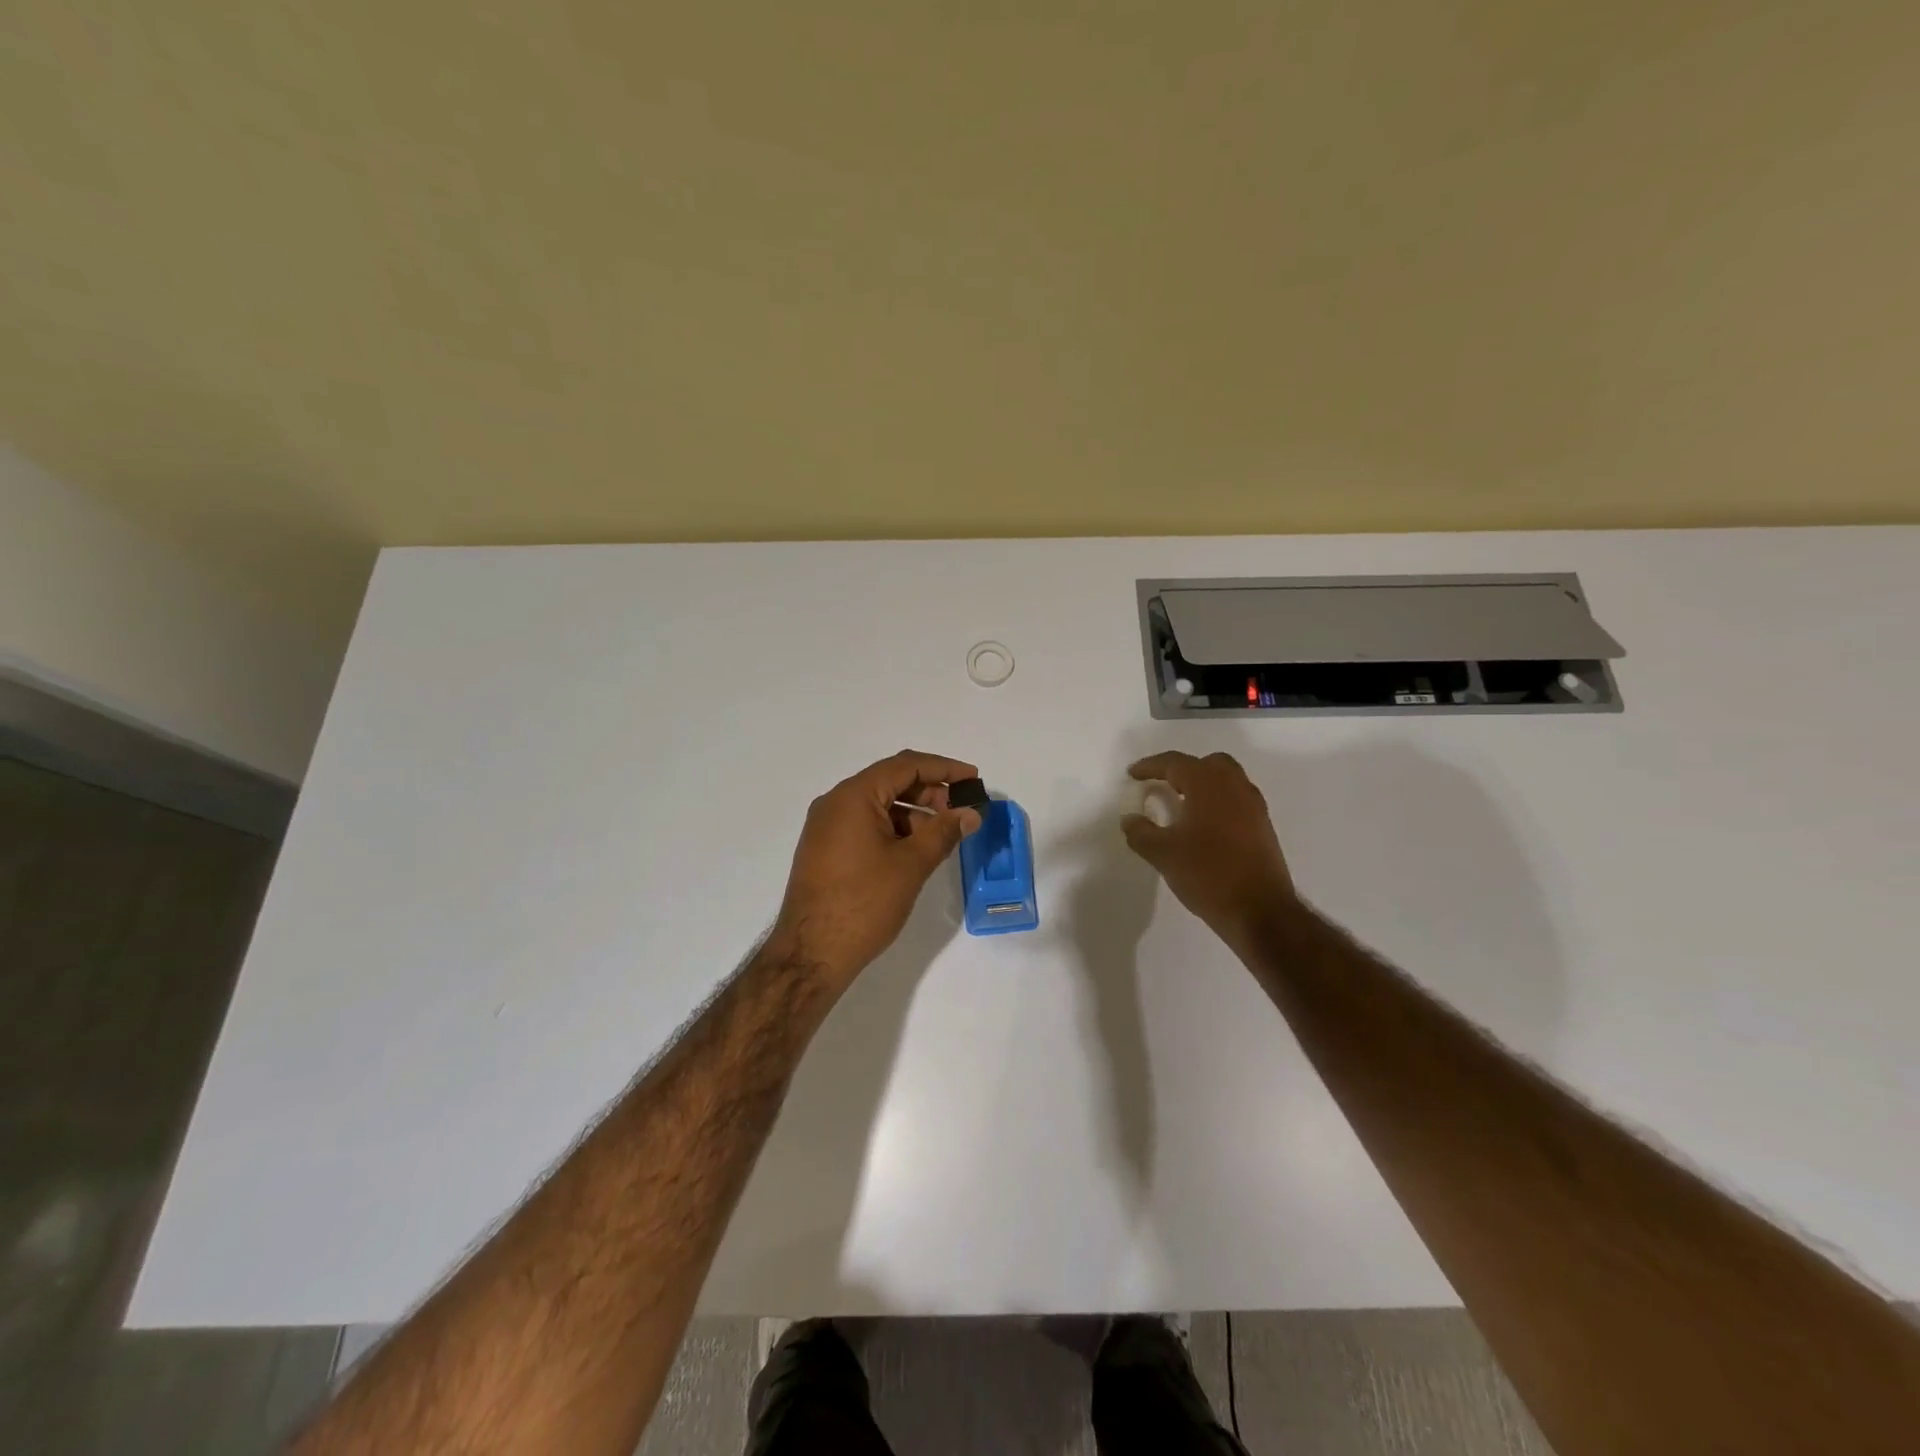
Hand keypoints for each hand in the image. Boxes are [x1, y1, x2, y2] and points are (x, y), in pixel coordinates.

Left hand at [772, 750, 981, 984]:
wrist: (811, 954)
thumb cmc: (864, 903)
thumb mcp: (911, 865)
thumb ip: (944, 832)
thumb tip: (971, 813)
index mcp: (853, 796)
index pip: (905, 765)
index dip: (944, 768)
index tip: (973, 779)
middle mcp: (835, 803)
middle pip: (890, 781)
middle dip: (930, 791)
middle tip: (961, 810)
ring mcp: (826, 827)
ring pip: (878, 805)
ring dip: (913, 812)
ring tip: (943, 834)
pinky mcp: (825, 849)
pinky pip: (864, 825)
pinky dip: (893, 829)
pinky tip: (915, 850)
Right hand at [1120, 751, 1297, 953]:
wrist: (1260, 910)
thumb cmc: (1207, 874)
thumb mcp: (1163, 854)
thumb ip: (1141, 832)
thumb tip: (1130, 819)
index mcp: (1208, 785)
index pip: (1175, 763)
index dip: (1151, 766)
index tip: (1133, 774)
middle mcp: (1235, 787)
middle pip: (1208, 764)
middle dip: (1183, 770)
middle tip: (1163, 785)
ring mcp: (1254, 806)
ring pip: (1227, 781)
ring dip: (1203, 786)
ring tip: (1182, 806)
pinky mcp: (1263, 827)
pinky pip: (1237, 801)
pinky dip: (1218, 803)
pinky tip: (1203, 827)